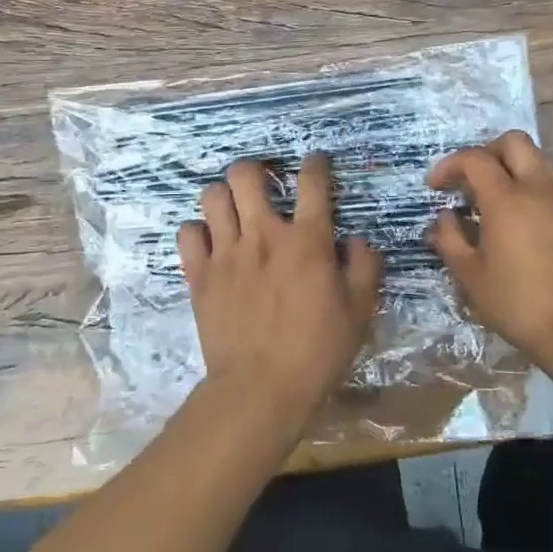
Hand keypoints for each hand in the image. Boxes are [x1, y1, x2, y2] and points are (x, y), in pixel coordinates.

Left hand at [179, 153, 384, 438]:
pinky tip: (210, 243)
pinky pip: (188, 232)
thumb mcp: (359, 311)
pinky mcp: (199, 274)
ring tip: (233, 210)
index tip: (316, 163)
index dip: (315, 164)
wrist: (260, 388)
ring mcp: (226, 252)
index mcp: (307, 240)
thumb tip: (355, 239)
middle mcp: (263, 234)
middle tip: (263, 183)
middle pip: (246, 174)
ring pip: (212, 196)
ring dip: (224, 196)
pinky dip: (198, 231)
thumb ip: (364, 267)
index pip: (312, 182)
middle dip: (255, 169)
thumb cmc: (316, 351)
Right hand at [427, 131, 552, 370]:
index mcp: (508, 199)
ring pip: (536, 159)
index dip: (449, 166)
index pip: (475, 159)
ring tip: (489, 201)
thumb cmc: (517, 303)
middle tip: (467, 181)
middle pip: (513, 142)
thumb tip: (444, 218)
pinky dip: (528, 186)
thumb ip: (450, 239)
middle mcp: (539, 189)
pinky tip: (515, 221)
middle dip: (485, 152)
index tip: (434, 187)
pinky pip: (549, 183)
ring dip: (509, 168)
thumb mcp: (470, 275)